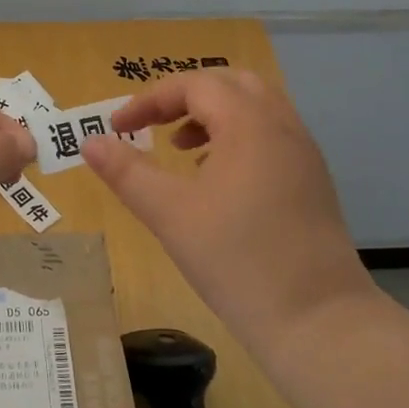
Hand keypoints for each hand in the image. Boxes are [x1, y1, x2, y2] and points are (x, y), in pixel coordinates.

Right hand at [81, 69, 375, 342]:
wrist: (319, 323)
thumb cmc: (237, 260)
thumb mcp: (169, 214)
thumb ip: (126, 172)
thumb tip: (89, 141)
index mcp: (249, 124)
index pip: (194, 85)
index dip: (150, 100)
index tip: (119, 128)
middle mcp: (282, 126)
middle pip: (230, 84)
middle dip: (186, 96)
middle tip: (155, 125)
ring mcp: (303, 154)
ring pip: (255, 108)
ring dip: (213, 116)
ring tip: (180, 149)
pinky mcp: (312, 182)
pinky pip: (270, 135)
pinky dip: (237, 137)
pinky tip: (215, 179)